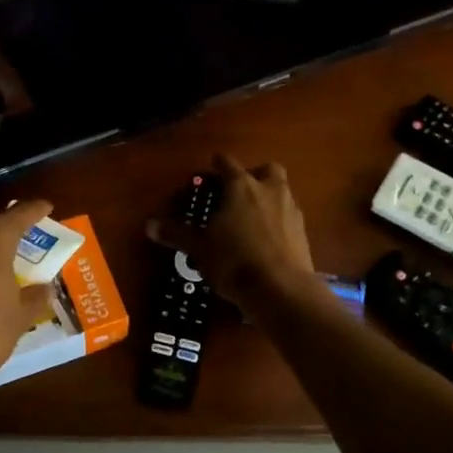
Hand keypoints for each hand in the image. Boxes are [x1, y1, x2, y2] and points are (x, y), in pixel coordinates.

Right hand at [151, 156, 315, 309]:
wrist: (280, 289)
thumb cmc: (234, 260)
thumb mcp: (199, 248)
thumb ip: (176, 233)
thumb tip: (149, 225)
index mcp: (241, 186)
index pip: (228, 163)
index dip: (218, 163)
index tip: (212, 166)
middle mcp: (270, 191)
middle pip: (267, 169)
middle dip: (255, 175)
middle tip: (240, 191)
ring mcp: (291, 210)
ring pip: (281, 192)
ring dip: (269, 198)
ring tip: (251, 218)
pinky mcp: (303, 232)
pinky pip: (289, 217)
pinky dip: (278, 222)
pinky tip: (267, 240)